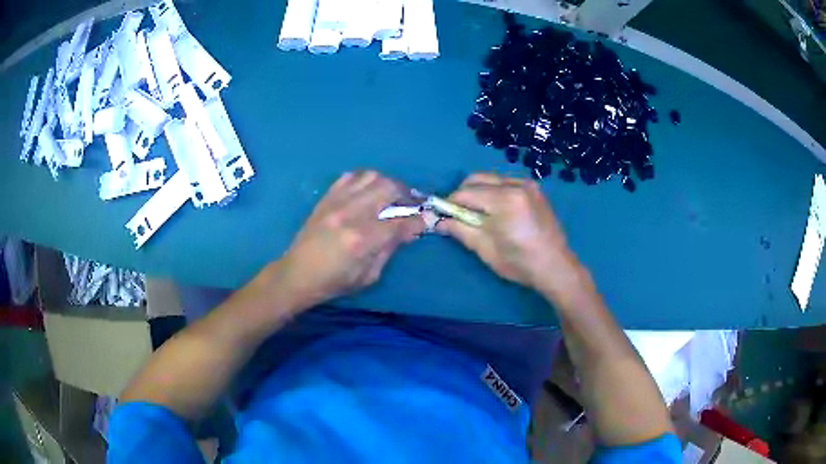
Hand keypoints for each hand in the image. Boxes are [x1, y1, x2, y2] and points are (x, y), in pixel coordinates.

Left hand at [277, 171, 424, 307]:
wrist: (297, 274)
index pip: (400, 221)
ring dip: (387, 183)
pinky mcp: (326, 198)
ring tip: (391, 195)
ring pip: (371, 176)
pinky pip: (350, 176)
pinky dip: (365, 180)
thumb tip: (411, 230)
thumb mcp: (369, 276)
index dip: (417, 220)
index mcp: (362, 239)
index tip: (425, 219)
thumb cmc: (334, 282)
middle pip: (388, 187)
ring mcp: (336, 202)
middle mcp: (350, 214)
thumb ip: (390, 249)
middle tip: (410, 204)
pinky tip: (368, 191)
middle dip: (406, 193)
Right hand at [436, 173, 584, 299]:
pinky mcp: (535, 189)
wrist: (556, 267)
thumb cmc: (520, 263)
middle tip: (460, 215)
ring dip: (480, 191)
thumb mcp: (485, 249)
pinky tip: (498, 211)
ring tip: (479, 214)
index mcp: (504, 199)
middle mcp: (516, 184)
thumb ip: (461, 230)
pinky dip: (496, 191)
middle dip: (464, 193)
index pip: (466, 193)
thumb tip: (438, 222)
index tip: (443, 215)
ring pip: (492, 179)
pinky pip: (507, 182)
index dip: (450, 203)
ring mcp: (528, 184)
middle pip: (477, 178)